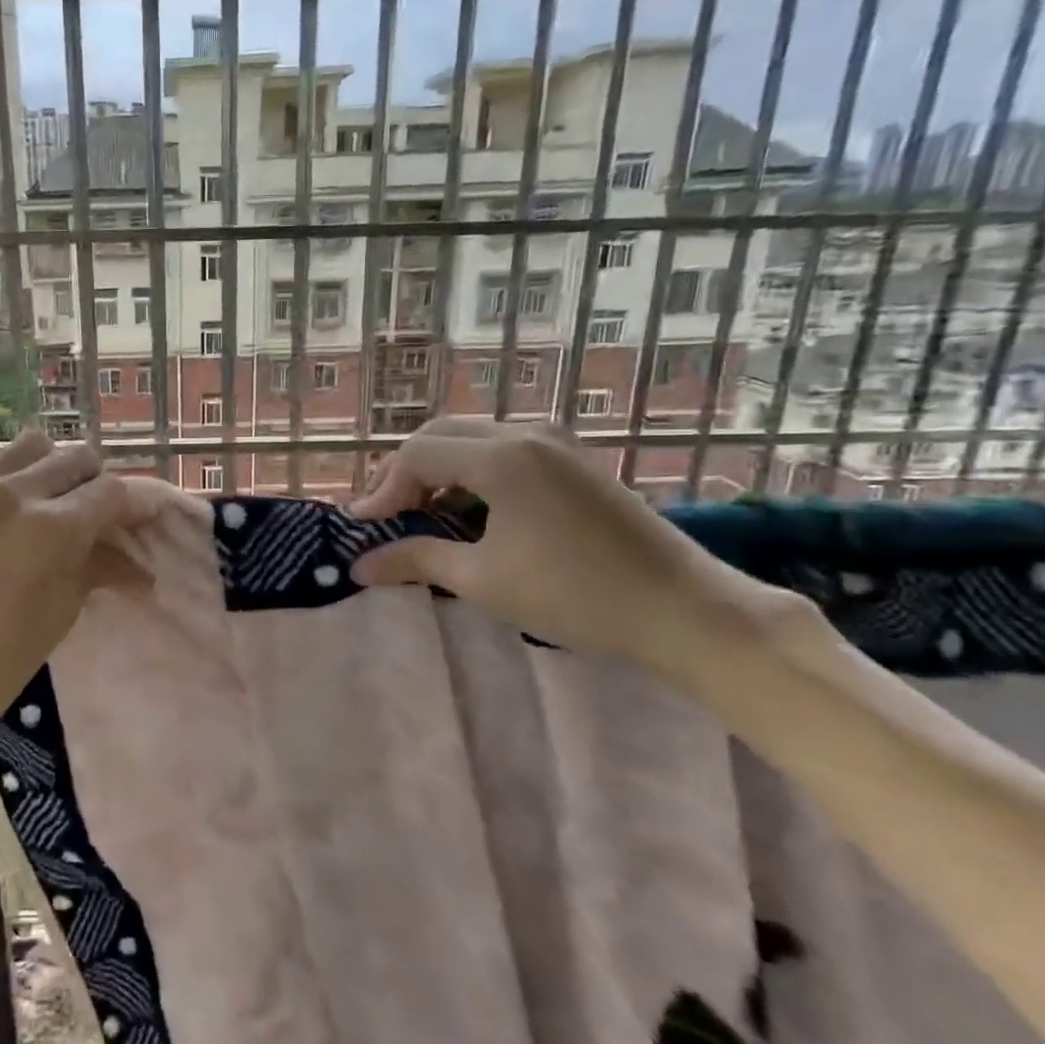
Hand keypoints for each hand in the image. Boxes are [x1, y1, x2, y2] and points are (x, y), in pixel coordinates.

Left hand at [0, 431, 150, 741]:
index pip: (110, 492)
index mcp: (51, 527)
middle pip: (75, 457)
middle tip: (93, 514)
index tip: (138, 519)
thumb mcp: (60, 612)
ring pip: (30, 448)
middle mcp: (11, 492)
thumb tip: (139, 566)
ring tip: (47, 504)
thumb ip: (98, 569)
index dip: (132, 505)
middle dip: (95, 482)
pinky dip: (7, 486)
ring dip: (51, 469)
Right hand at [350, 420, 773, 673]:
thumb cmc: (575, 595)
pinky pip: (503, 449)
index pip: (417, 454)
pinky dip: (471, 472)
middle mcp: (527, 433)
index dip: (383, 489)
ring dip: (437, 470)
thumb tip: (360, 565)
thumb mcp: (482, 580)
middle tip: (385, 514)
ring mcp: (556, 443)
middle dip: (404, 472)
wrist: (684, 610)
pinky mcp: (574, 460)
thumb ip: (416, 560)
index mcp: (502, 456)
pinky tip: (469, 510)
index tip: (365, 528)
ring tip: (420, 513)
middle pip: (440, 434)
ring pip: (472, 438)